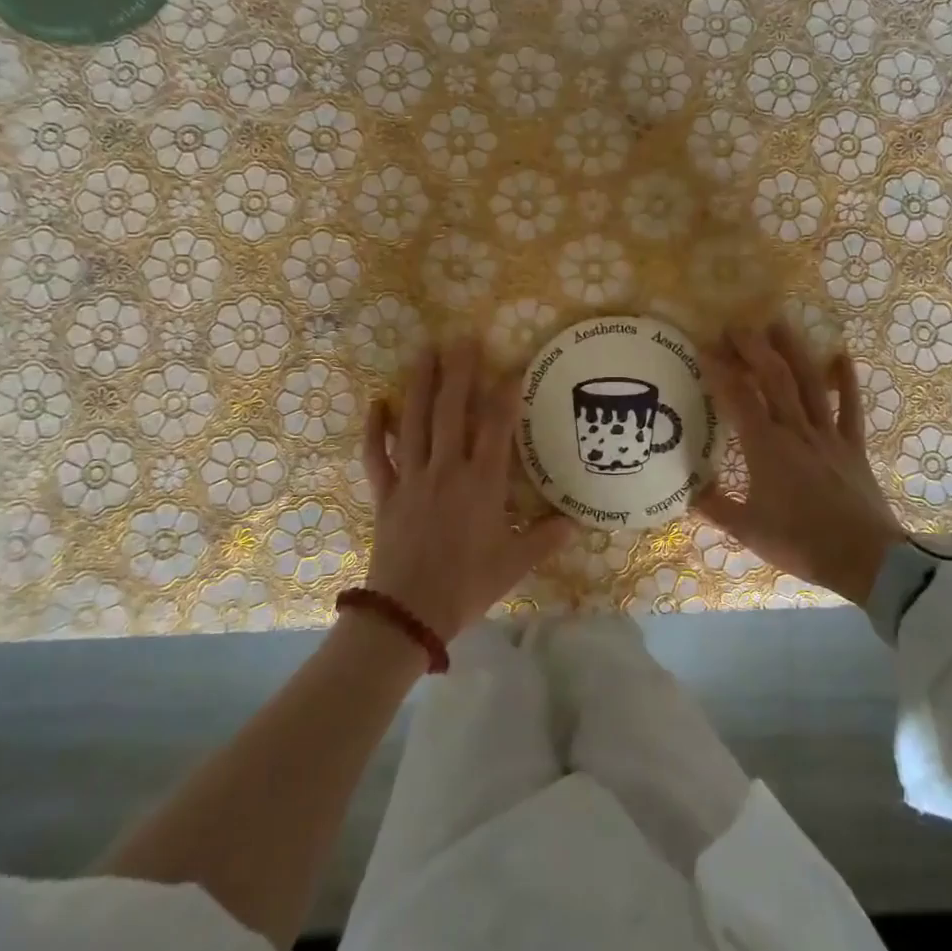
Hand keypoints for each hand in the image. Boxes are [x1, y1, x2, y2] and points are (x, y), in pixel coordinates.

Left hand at [362, 340, 571, 638]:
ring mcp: (412, 478)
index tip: (513, 365)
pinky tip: (377, 402)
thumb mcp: (514, 565)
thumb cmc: (466, 586)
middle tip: (463, 337)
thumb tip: (577, 523)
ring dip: (420, 384)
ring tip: (425, 351)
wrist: (408, 613)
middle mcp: (446, 469)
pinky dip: (374, 428)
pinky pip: (376, 455)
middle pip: (452, 411)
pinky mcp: (385, 492)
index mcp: (482, 483)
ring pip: (415, 421)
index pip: (496, 427)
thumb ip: (545, 539)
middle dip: (459, 372)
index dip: (505, 394)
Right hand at [692, 321, 904, 604]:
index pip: (738, 398)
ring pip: (810, 382)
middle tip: (737, 326)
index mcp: (766, 447)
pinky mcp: (852, 445)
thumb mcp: (749, 531)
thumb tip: (687, 491)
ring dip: (794, 350)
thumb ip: (715, 507)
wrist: (866, 559)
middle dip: (754, 347)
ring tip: (779, 323)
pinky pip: (851, 407)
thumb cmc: (802, 543)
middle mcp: (796, 430)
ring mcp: (828, 434)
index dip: (720, 370)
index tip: (705, 348)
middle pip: (774, 377)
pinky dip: (847, 381)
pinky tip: (841, 355)